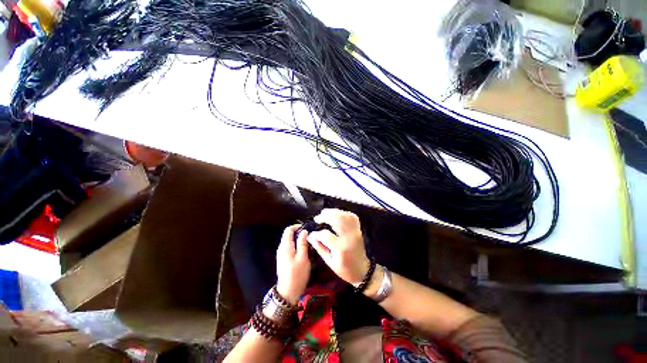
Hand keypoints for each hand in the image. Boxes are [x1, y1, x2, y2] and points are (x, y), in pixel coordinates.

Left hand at [276, 225, 310, 304]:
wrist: (288, 292)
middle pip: (289, 235)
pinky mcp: (284, 259)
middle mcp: (281, 248)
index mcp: (285, 246)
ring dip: (299, 241)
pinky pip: (290, 248)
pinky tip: (304, 253)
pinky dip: (297, 247)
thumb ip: (303, 243)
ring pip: (290, 242)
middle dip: (299, 234)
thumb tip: (304, 231)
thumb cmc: (297, 274)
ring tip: (309, 246)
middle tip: (310, 238)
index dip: (297, 226)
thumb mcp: (303, 257)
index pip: (288, 230)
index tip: (306, 229)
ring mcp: (282, 254)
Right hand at [307, 209, 369, 285]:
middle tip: (317, 218)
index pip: (326, 235)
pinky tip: (337, 214)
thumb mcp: (329, 262)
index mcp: (341, 248)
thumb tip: (310, 237)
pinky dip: (343, 213)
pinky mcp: (359, 229)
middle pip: (337, 219)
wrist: (362, 270)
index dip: (317, 233)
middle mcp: (349, 237)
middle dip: (325, 216)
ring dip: (333, 212)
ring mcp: (355, 232)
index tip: (312, 234)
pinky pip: (352, 216)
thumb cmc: (345, 269)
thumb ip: (319, 247)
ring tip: (325, 213)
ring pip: (344, 215)